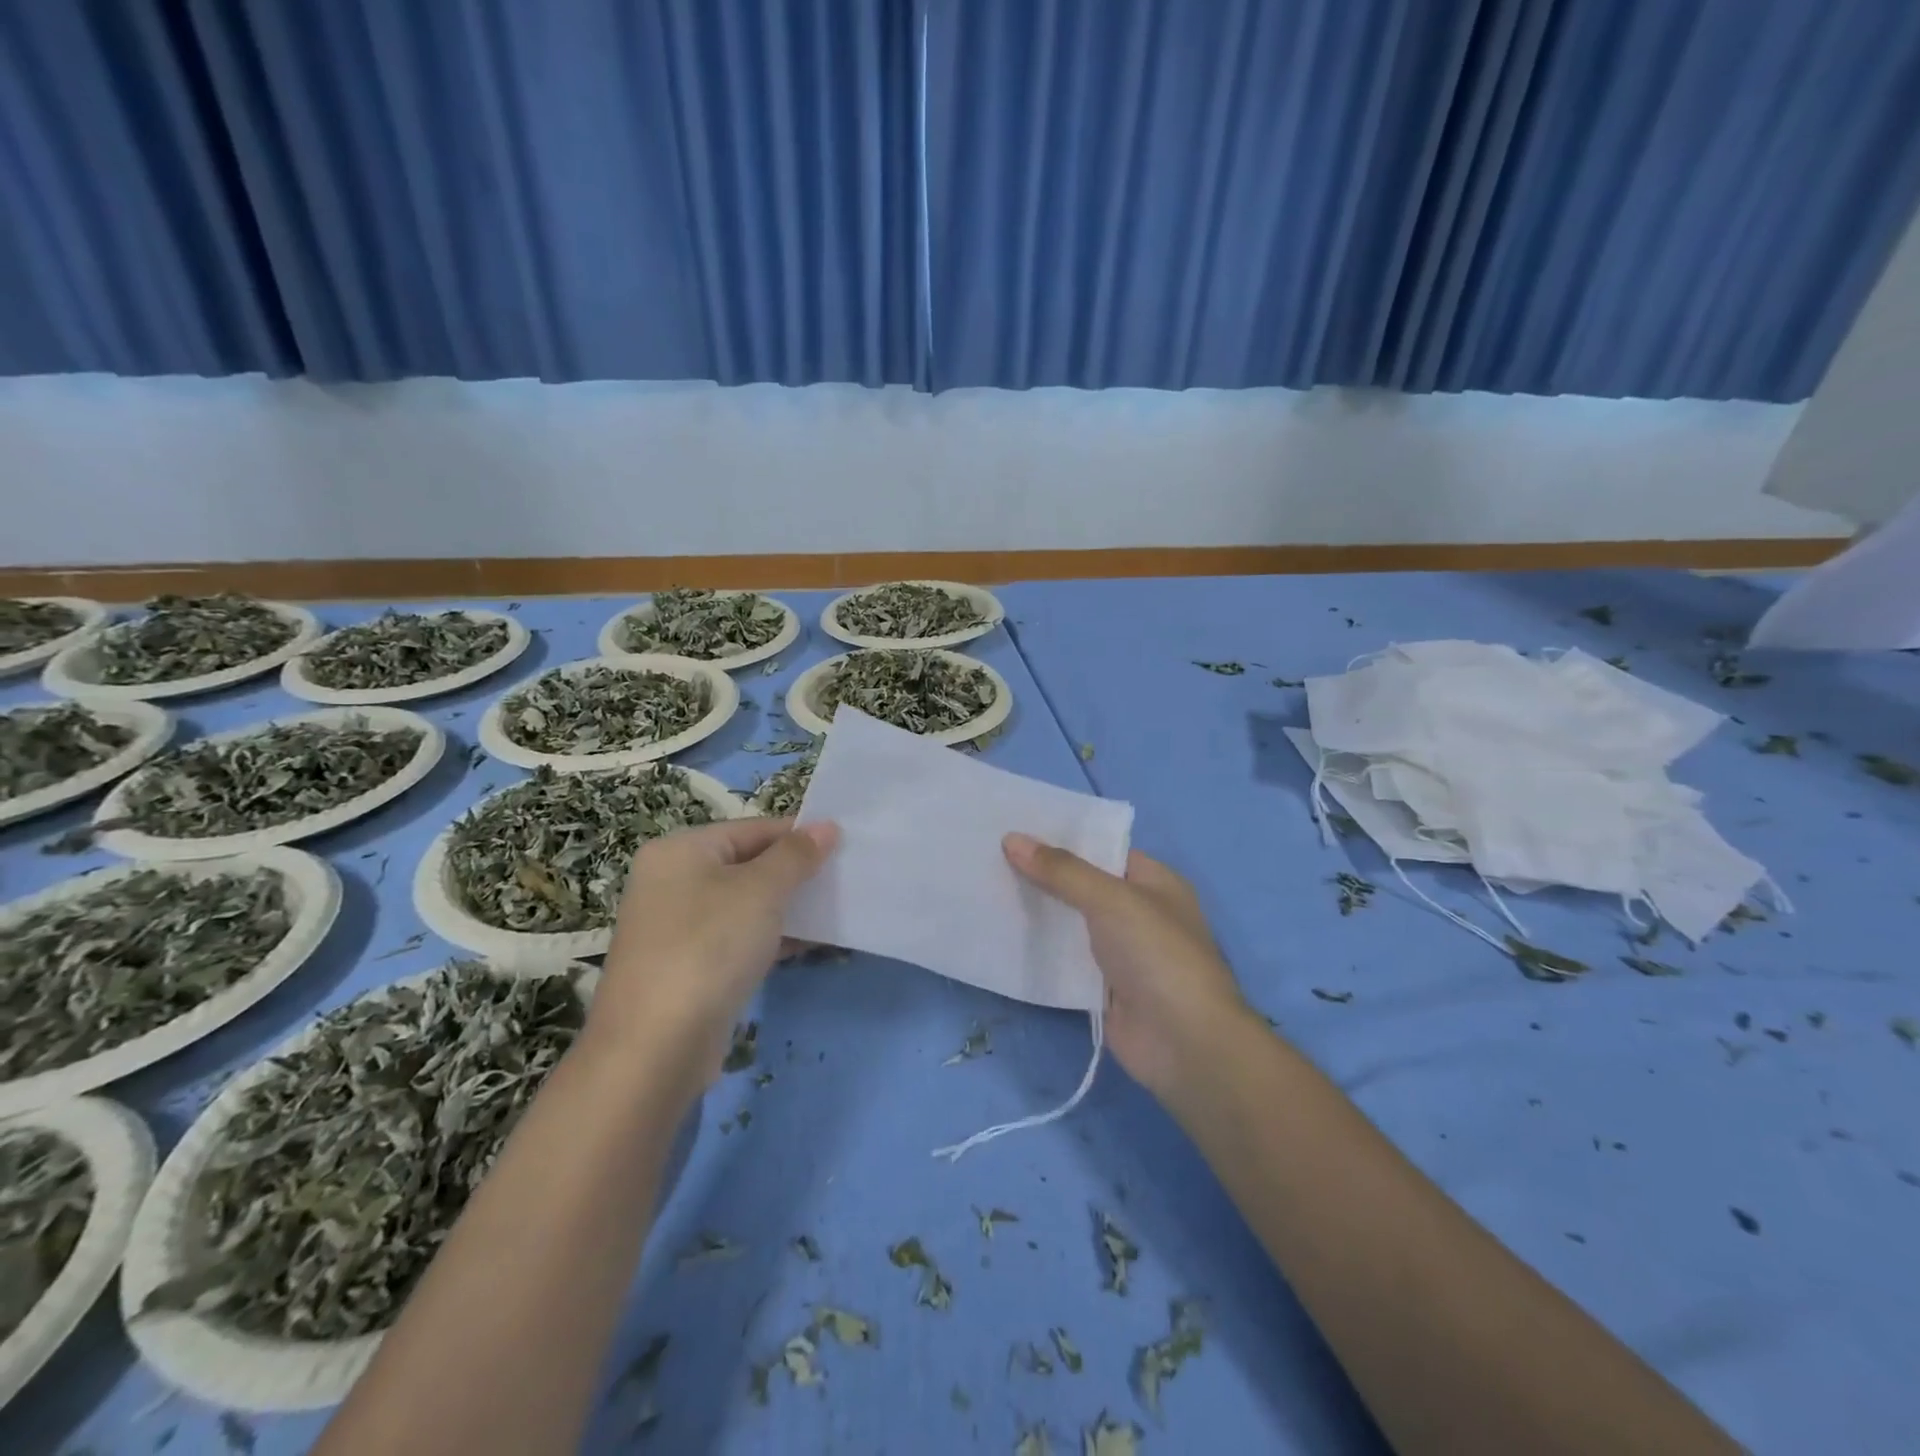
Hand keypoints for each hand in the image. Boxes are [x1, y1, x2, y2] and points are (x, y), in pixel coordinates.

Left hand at [590, 818, 837, 1083]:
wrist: (655, 1048)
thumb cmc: (709, 947)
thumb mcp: (761, 890)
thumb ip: (796, 855)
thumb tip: (826, 826)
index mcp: (680, 851)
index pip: (751, 829)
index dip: (798, 835)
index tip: (843, 847)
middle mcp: (671, 882)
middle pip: (746, 865)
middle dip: (794, 874)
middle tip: (842, 879)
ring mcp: (676, 929)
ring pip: (744, 905)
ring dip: (786, 908)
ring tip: (834, 911)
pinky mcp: (687, 968)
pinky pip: (736, 940)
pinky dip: (769, 939)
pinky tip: (807, 946)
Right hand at [1004, 833, 1250, 1097]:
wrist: (1184, 1044)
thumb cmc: (1157, 955)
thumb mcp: (1111, 899)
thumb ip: (1062, 871)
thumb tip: (1012, 838)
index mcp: (1154, 882)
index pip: (1103, 849)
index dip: (1062, 839)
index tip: (1015, 829)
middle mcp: (1138, 913)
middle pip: (1082, 886)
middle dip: (1042, 875)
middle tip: (989, 857)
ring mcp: (1120, 953)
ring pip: (1070, 924)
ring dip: (1036, 912)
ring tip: (985, 889)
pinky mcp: (1101, 988)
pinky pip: (1064, 960)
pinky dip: (1038, 950)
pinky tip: (1000, 935)